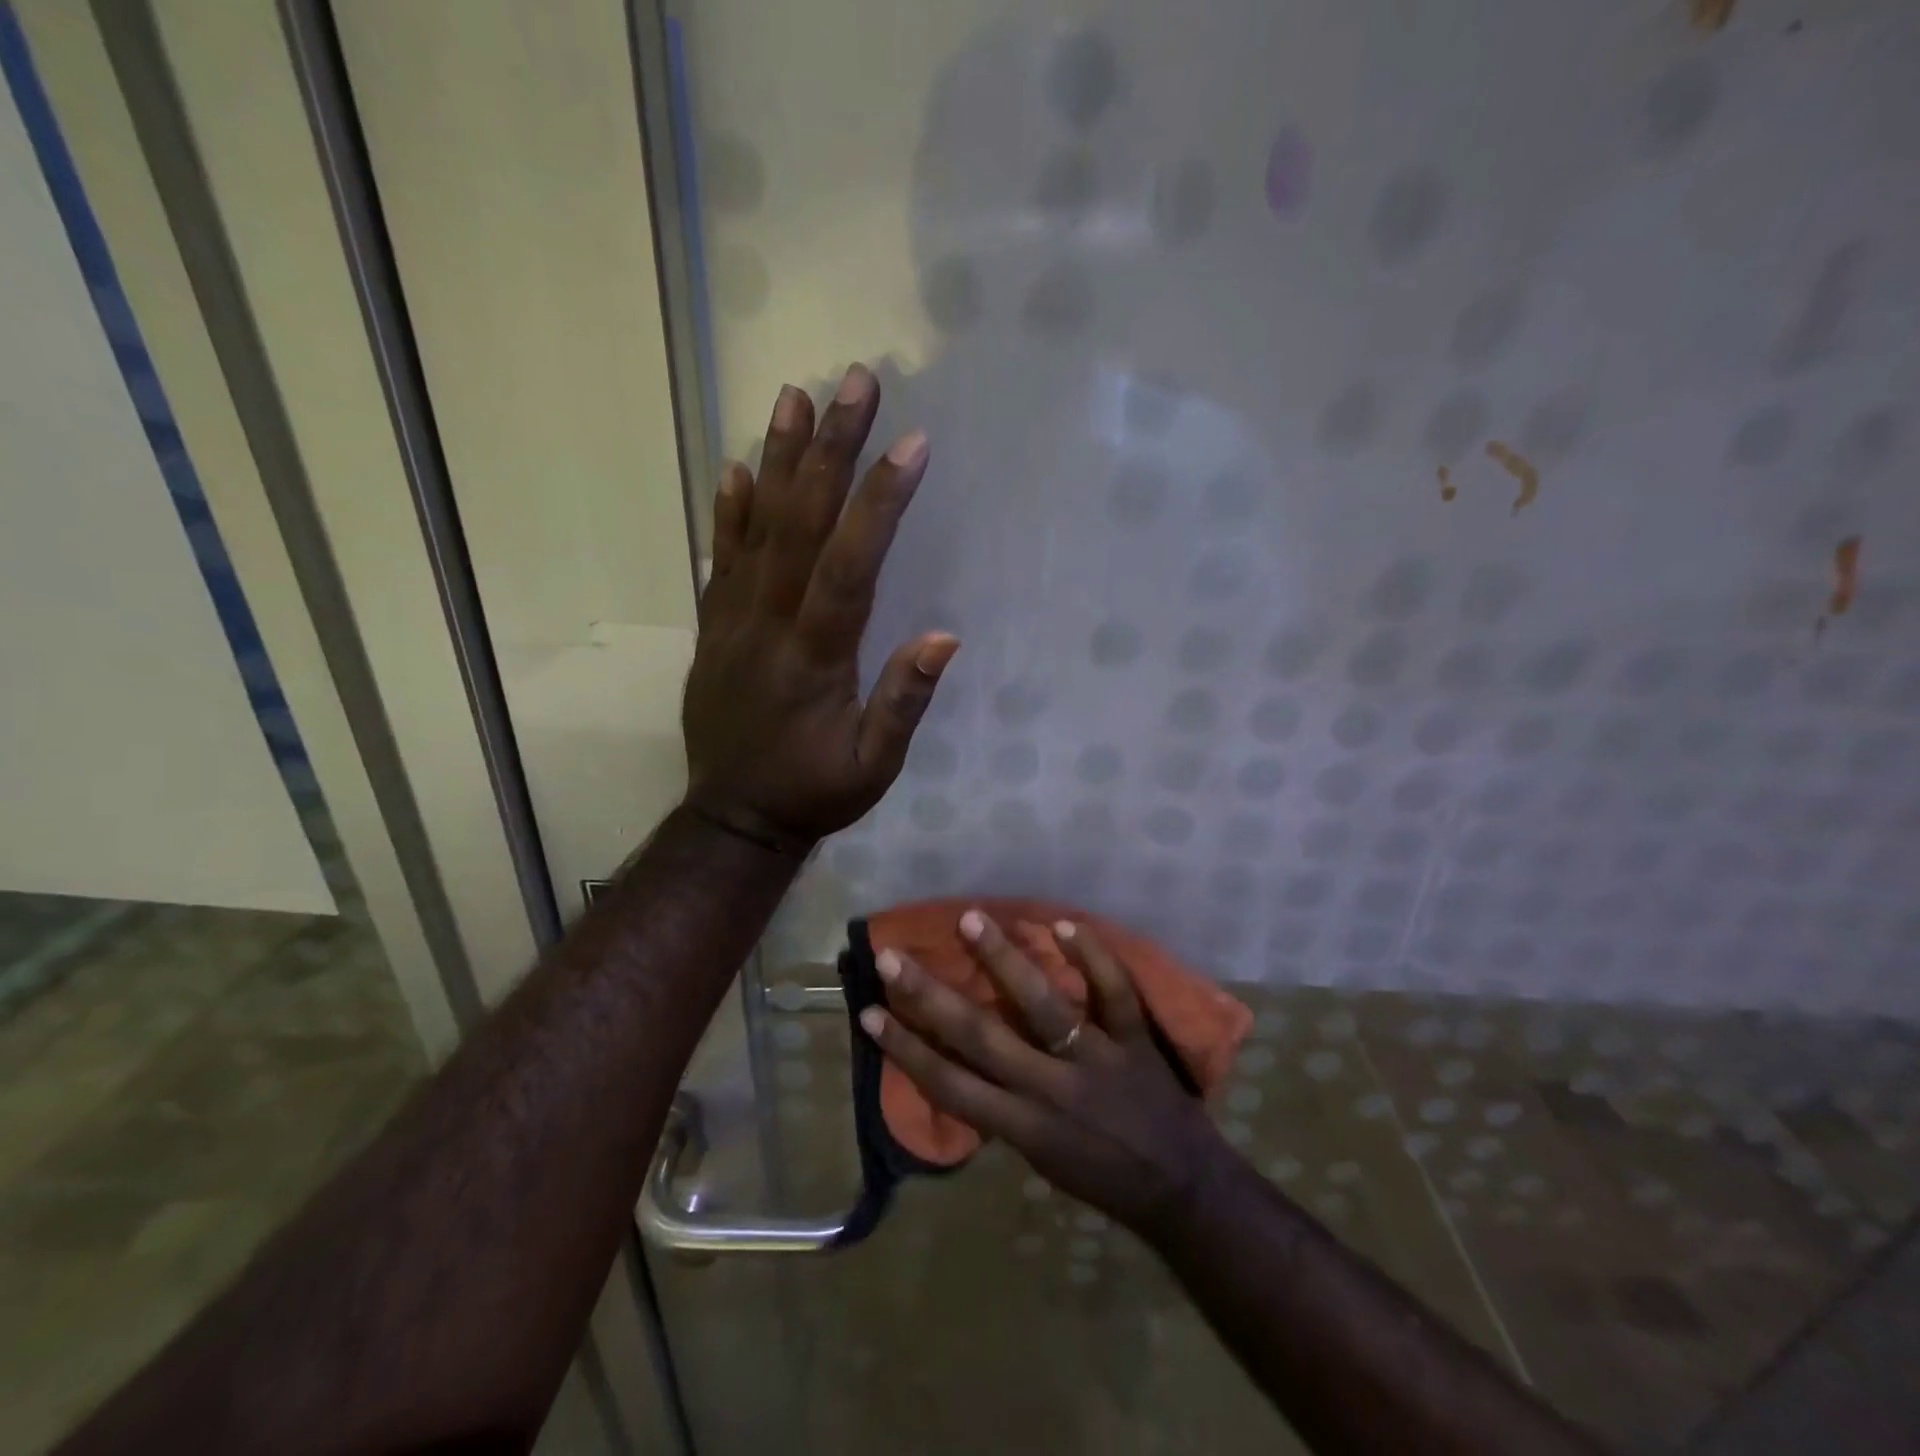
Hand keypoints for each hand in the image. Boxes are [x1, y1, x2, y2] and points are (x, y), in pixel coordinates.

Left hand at [682, 365, 957, 849]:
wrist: (733, 819)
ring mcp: (732, 623)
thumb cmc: (814, 793)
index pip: (849, 566)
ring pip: (755, 529)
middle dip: (830, 450)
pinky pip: (718, 561)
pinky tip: (735, 468)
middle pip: (800, 525)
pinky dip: (727, 513)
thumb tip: (944, 636)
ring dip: (776, 460)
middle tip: (854, 382)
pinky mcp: (713, 629)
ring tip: (793, 396)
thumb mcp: (874, 768)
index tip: (910, 444)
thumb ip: (904, 702)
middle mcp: (768, 626)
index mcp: (814, 659)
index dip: (879, 503)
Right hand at [860, 910, 1229, 1241]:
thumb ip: (1003, 1112)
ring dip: (1004, 961)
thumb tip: (964, 1063)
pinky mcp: (1134, 1040)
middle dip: (930, 997)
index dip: (905, 1049)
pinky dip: (1092, 958)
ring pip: (1042, 1005)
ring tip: (971, 920)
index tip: (868, 1012)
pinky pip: (1114, 993)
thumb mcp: (1040, 1161)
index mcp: (1023, 1126)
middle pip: (980, 1037)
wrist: (1183, 1190)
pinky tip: (1063, 924)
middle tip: (893, 957)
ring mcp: (1095, 1059)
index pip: (950, 1084)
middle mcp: (1051, 1089)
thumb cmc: (1103, 1178)